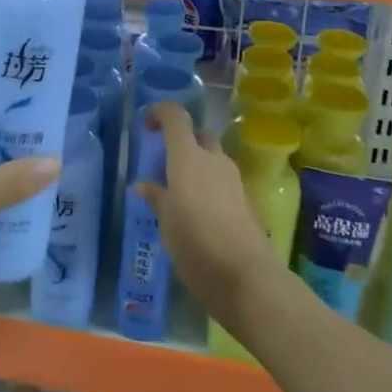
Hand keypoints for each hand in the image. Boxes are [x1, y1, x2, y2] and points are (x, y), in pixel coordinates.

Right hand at [134, 102, 282, 328]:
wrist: (246, 278)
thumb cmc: (196, 245)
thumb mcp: (166, 223)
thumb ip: (157, 198)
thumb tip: (144, 185)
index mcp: (188, 157)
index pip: (176, 116)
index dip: (160, 113)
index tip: (147, 126)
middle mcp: (214, 160)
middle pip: (198, 135)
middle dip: (183, 142)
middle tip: (164, 165)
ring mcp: (235, 180)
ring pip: (213, 159)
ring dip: (198, 166)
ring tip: (179, 194)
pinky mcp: (247, 201)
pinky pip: (223, 182)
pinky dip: (210, 187)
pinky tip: (199, 215)